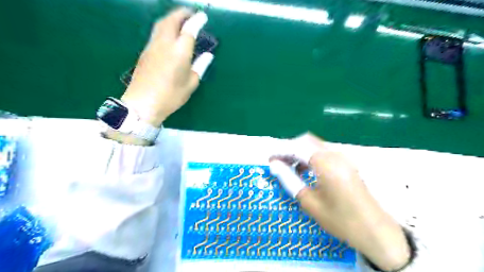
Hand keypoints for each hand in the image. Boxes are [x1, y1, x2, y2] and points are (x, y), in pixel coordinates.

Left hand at [119, 7, 212, 127]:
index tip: (203, 16)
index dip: (197, 20)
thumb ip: (200, 66)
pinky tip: (170, 34)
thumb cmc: (171, 96)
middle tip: (191, 14)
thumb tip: (207, 56)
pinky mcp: (145, 51)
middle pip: (172, 20)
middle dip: (182, 13)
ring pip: (161, 24)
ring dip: (172, 18)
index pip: (189, 29)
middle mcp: (165, 43)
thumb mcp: (191, 84)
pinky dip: (165, 27)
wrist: (142, 103)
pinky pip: (156, 32)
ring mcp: (152, 46)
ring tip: (180, 20)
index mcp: (179, 51)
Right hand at [271, 134, 409, 271]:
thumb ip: (290, 180)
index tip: (269, 159)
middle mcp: (335, 155)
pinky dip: (310, 156)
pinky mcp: (346, 163)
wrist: (375, 231)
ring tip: (288, 166)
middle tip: (278, 162)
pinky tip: (305, 170)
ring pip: (314, 145)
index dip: (280, 150)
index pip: (297, 147)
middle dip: (289, 148)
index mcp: (326, 163)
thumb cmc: (340, 220)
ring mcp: (343, 157)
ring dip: (299, 152)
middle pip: (306, 140)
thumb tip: (274, 166)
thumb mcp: (309, 202)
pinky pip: (323, 153)